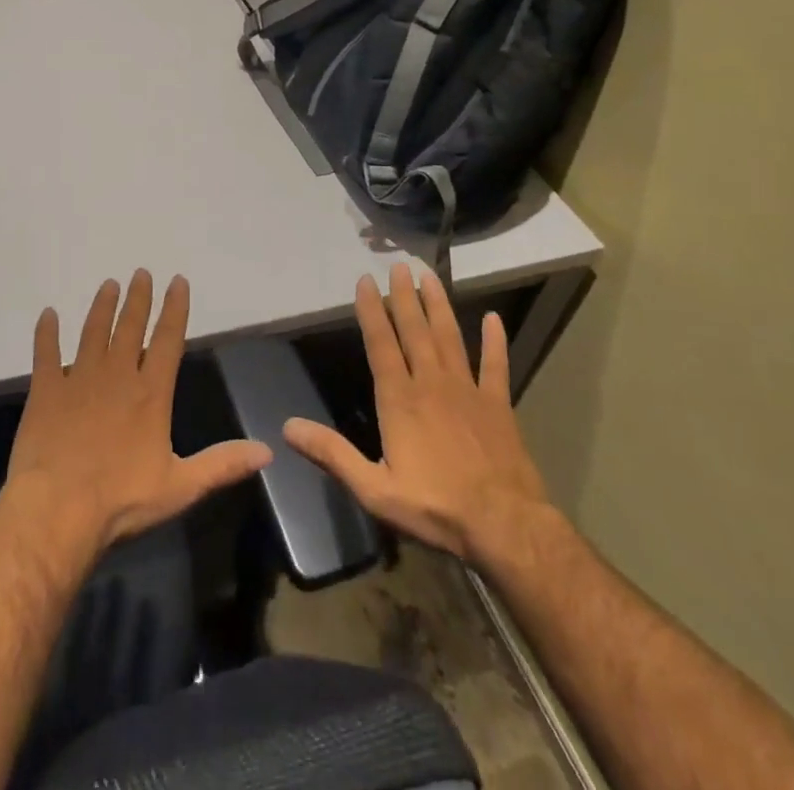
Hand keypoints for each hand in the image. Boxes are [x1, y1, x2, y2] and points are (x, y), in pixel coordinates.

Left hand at [7, 270, 272, 552]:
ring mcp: (78, 378)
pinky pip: (45, 352)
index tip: (177, 281)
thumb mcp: (181, 487)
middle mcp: (116, 375)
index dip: (175, 309)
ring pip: (92, 331)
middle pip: (130, 326)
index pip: (167, 339)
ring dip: (102, 307)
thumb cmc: (122, 500)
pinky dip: (46, 332)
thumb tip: (267, 451)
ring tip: (108, 285)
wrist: (58, 508)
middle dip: (138, 298)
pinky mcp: (45, 389)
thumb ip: (222, 464)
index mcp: (151, 393)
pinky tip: (48, 314)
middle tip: (140, 272)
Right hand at [283, 262, 551, 563]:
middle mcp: (431, 384)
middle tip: (399, 266)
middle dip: (404, 297)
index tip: (366, 281)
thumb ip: (332, 454)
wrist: (506, 528)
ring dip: (439, 305)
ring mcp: (468, 391)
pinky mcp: (498, 406)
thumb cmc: (435, 508)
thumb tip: (287, 426)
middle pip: (415, 331)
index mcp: (400, 400)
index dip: (371, 311)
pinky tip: (493, 319)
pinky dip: (494, 341)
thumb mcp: (374, 489)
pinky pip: (496, 365)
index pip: (380, 344)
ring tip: (430, 276)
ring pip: (450, 337)